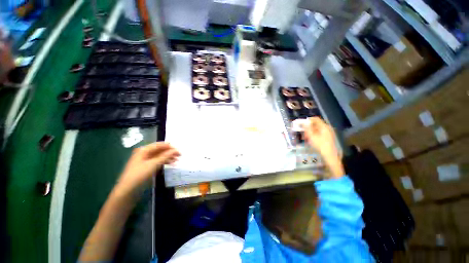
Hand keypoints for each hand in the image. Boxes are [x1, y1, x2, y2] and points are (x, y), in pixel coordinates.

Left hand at [116, 142, 179, 193]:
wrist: (128, 191)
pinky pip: (157, 161)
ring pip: (159, 156)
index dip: (169, 146)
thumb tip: (176, 150)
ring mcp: (145, 161)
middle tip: (179, 155)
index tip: (178, 149)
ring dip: (168, 157)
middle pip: (159, 150)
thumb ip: (165, 156)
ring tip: (177, 159)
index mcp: (143, 150)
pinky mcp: (146, 167)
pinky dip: (164, 162)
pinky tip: (171, 163)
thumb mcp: (153, 164)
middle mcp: (144, 153)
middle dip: (169, 152)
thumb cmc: (139, 175)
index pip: (159, 145)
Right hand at [302, 117, 343, 177]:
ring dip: (309, 132)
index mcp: (324, 127)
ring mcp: (328, 133)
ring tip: (304, 138)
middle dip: (307, 127)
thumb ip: (307, 128)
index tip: (301, 123)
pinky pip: (318, 134)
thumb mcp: (312, 136)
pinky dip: (313, 135)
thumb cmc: (320, 146)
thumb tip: (303, 122)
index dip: (307, 120)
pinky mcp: (327, 138)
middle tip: (302, 132)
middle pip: (315, 124)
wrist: (330, 156)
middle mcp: (327, 128)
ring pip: (316, 130)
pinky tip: (309, 140)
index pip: (315, 119)